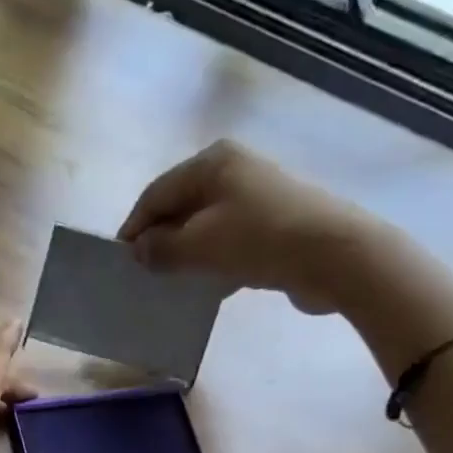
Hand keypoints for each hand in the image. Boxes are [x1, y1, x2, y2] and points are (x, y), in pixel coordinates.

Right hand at [118, 140, 373, 309]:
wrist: (332, 255)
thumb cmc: (258, 240)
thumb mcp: (199, 245)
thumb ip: (161, 248)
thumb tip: (139, 250)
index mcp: (211, 163)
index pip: (156, 193)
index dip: (135, 226)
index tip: (120, 260)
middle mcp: (233, 171)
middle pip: (181, 207)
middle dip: (160, 240)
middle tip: (144, 274)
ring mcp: (256, 198)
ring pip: (205, 227)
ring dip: (186, 255)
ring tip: (170, 285)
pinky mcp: (274, 225)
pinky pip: (229, 243)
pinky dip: (213, 263)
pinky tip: (206, 289)